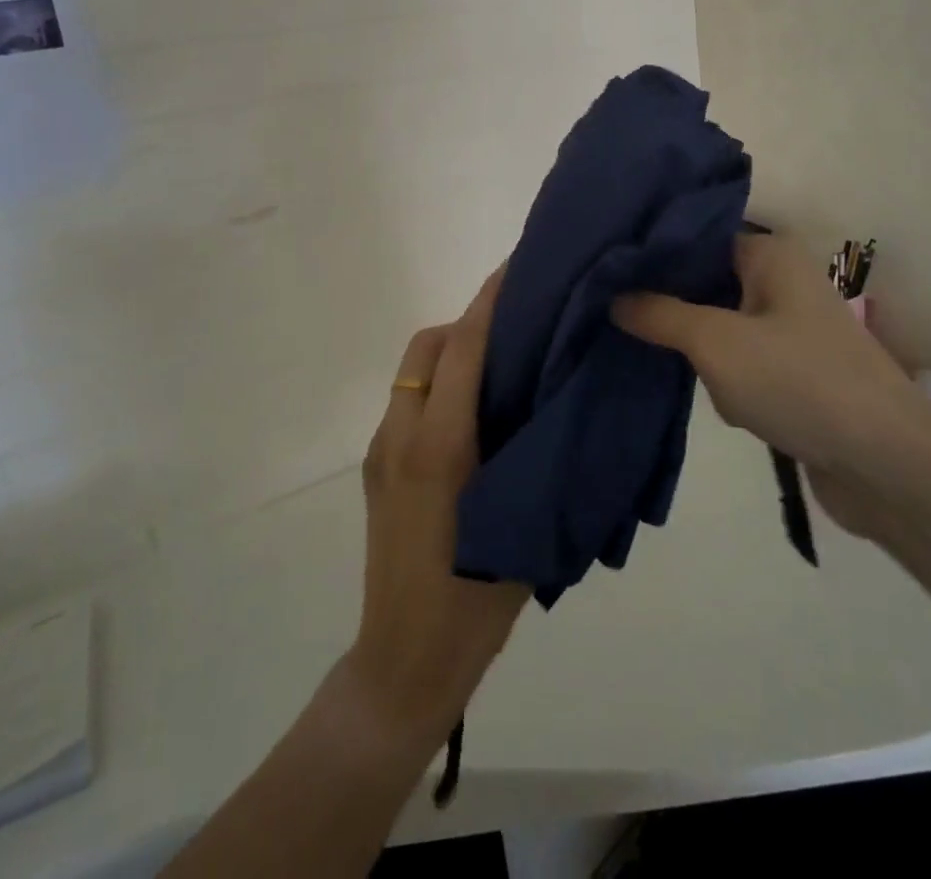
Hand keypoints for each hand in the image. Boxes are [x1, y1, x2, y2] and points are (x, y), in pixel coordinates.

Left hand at [341, 268, 529, 749]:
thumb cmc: (474, 602)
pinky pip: (408, 403)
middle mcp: (400, 436)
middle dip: (467, 324)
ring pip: (413, 373)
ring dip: (451, 355)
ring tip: (500, 373)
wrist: (402, 664)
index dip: (489, 302)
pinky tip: (474, 417)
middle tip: (516, 334)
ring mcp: (380, 452)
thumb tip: (555, 399)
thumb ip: (533, 452)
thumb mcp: (522, 520)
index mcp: (439, 447)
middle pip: (428, 346)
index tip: (516, 267)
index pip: (463, 349)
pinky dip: (438, 387)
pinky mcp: (375, 469)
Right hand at [612, 233, 930, 534]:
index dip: (655, 257)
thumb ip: (659, 314)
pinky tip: (737, 410)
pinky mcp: (800, 373)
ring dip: (708, 360)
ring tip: (708, 384)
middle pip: (707, 285)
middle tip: (636, 330)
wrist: (887, 464)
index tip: (610, 275)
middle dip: (679, 316)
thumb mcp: (715, 342)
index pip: (698, 239)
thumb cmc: (798, 381)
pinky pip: (747, 365)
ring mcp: (795, 330)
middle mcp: (785, 282)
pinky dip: (734, 385)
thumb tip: (614, 296)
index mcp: (772, 255)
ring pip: (722, 330)